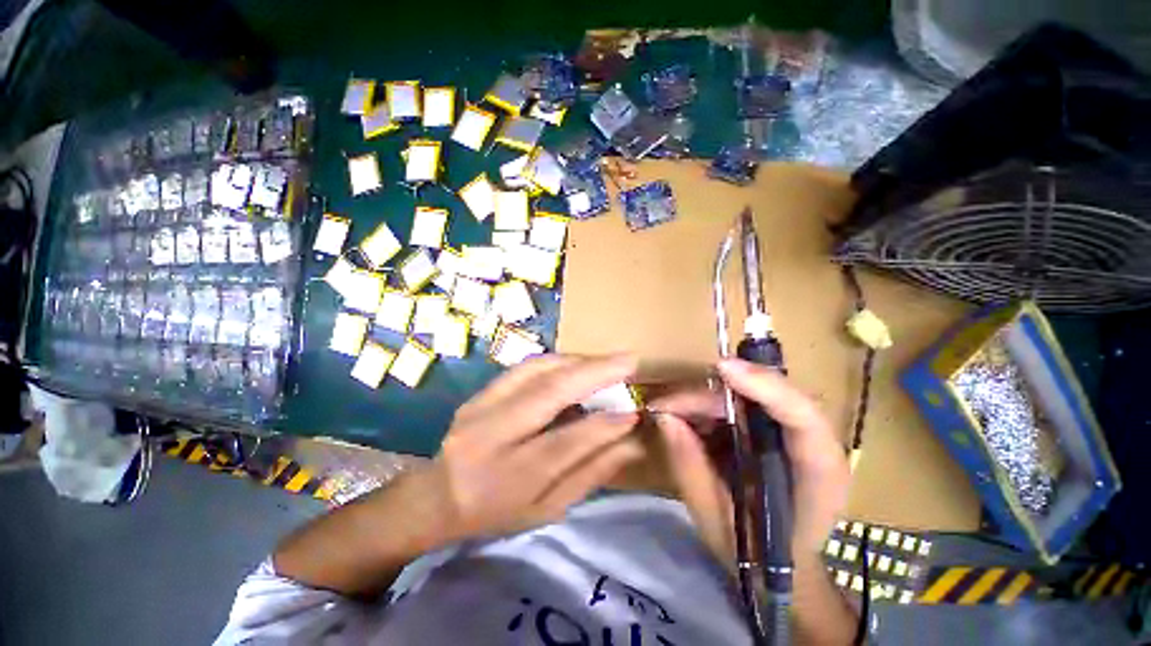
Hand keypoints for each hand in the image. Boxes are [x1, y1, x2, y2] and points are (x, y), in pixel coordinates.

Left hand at [417, 354, 643, 546]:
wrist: (438, 496)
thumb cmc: (498, 512)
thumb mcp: (548, 509)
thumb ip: (591, 473)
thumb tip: (632, 442)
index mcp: (510, 478)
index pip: (566, 442)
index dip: (605, 424)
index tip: (635, 411)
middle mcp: (491, 436)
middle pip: (549, 392)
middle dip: (595, 372)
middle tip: (629, 361)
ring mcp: (481, 407)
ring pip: (537, 370)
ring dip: (578, 361)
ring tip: (607, 362)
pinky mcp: (480, 392)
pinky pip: (524, 366)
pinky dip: (557, 360)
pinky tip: (577, 363)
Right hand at [651, 359, 849, 562]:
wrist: (781, 567)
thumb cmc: (758, 555)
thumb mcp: (717, 519)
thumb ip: (691, 467)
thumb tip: (665, 418)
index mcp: (817, 471)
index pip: (802, 416)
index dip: (764, 385)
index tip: (722, 368)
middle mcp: (809, 441)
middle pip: (759, 398)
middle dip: (708, 397)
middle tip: (664, 405)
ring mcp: (789, 431)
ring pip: (742, 396)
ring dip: (701, 400)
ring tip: (666, 412)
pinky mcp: (769, 428)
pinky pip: (734, 405)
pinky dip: (704, 408)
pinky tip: (683, 418)